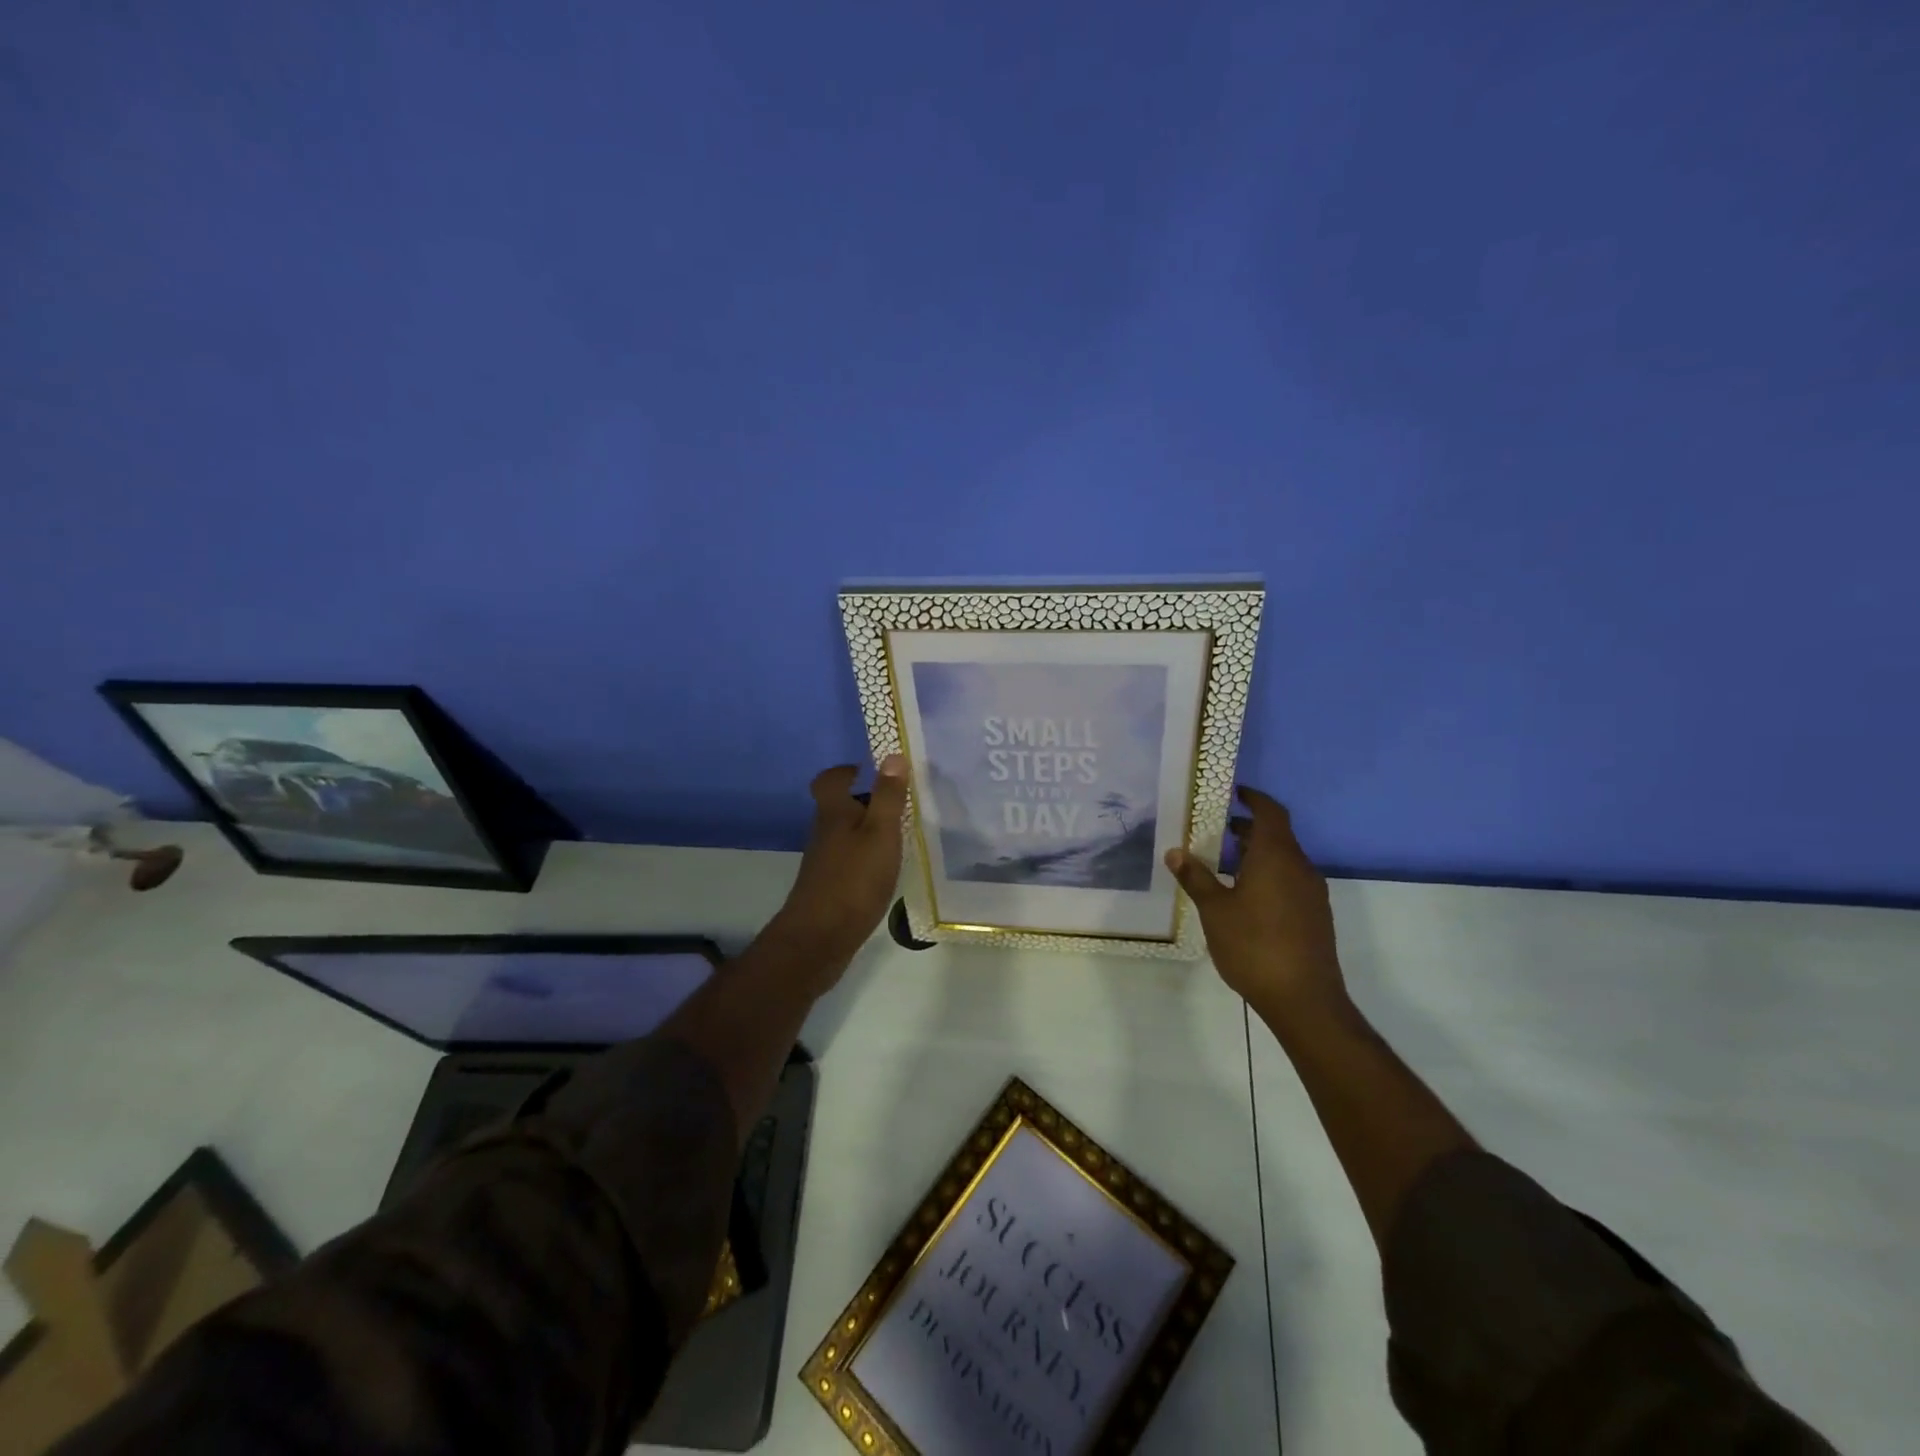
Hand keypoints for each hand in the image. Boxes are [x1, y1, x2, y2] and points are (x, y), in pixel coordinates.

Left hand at [763, 756, 909, 971]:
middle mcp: (823, 833)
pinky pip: (848, 860)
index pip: (829, 780)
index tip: (869, 771)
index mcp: (834, 814)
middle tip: (897, 804)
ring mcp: (824, 861)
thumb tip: (893, 755)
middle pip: (838, 807)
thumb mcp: (880, 833)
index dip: (846, 771)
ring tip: (899, 836)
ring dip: (866, 831)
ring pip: (844, 834)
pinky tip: (885, 870)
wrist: (820, 938)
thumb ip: (888, 796)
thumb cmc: (854, 879)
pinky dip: (865, 857)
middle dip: (864, 801)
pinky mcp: (828, 886)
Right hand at [1165, 786, 1348, 1020]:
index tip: (1234, 792)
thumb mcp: (1214, 910)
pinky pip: (1290, 880)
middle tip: (1218, 830)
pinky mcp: (1315, 915)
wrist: (1304, 999)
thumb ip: (1196, 877)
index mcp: (1277, 857)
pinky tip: (1246, 897)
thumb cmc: (1254, 946)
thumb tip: (1175, 851)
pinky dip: (1269, 874)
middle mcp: (1300, 868)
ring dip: (1258, 854)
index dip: (1254, 798)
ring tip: (1226, 864)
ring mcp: (1312, 893)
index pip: (1270, 812)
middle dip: (1249, 828)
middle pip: (1277, 835)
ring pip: (1284, 859)